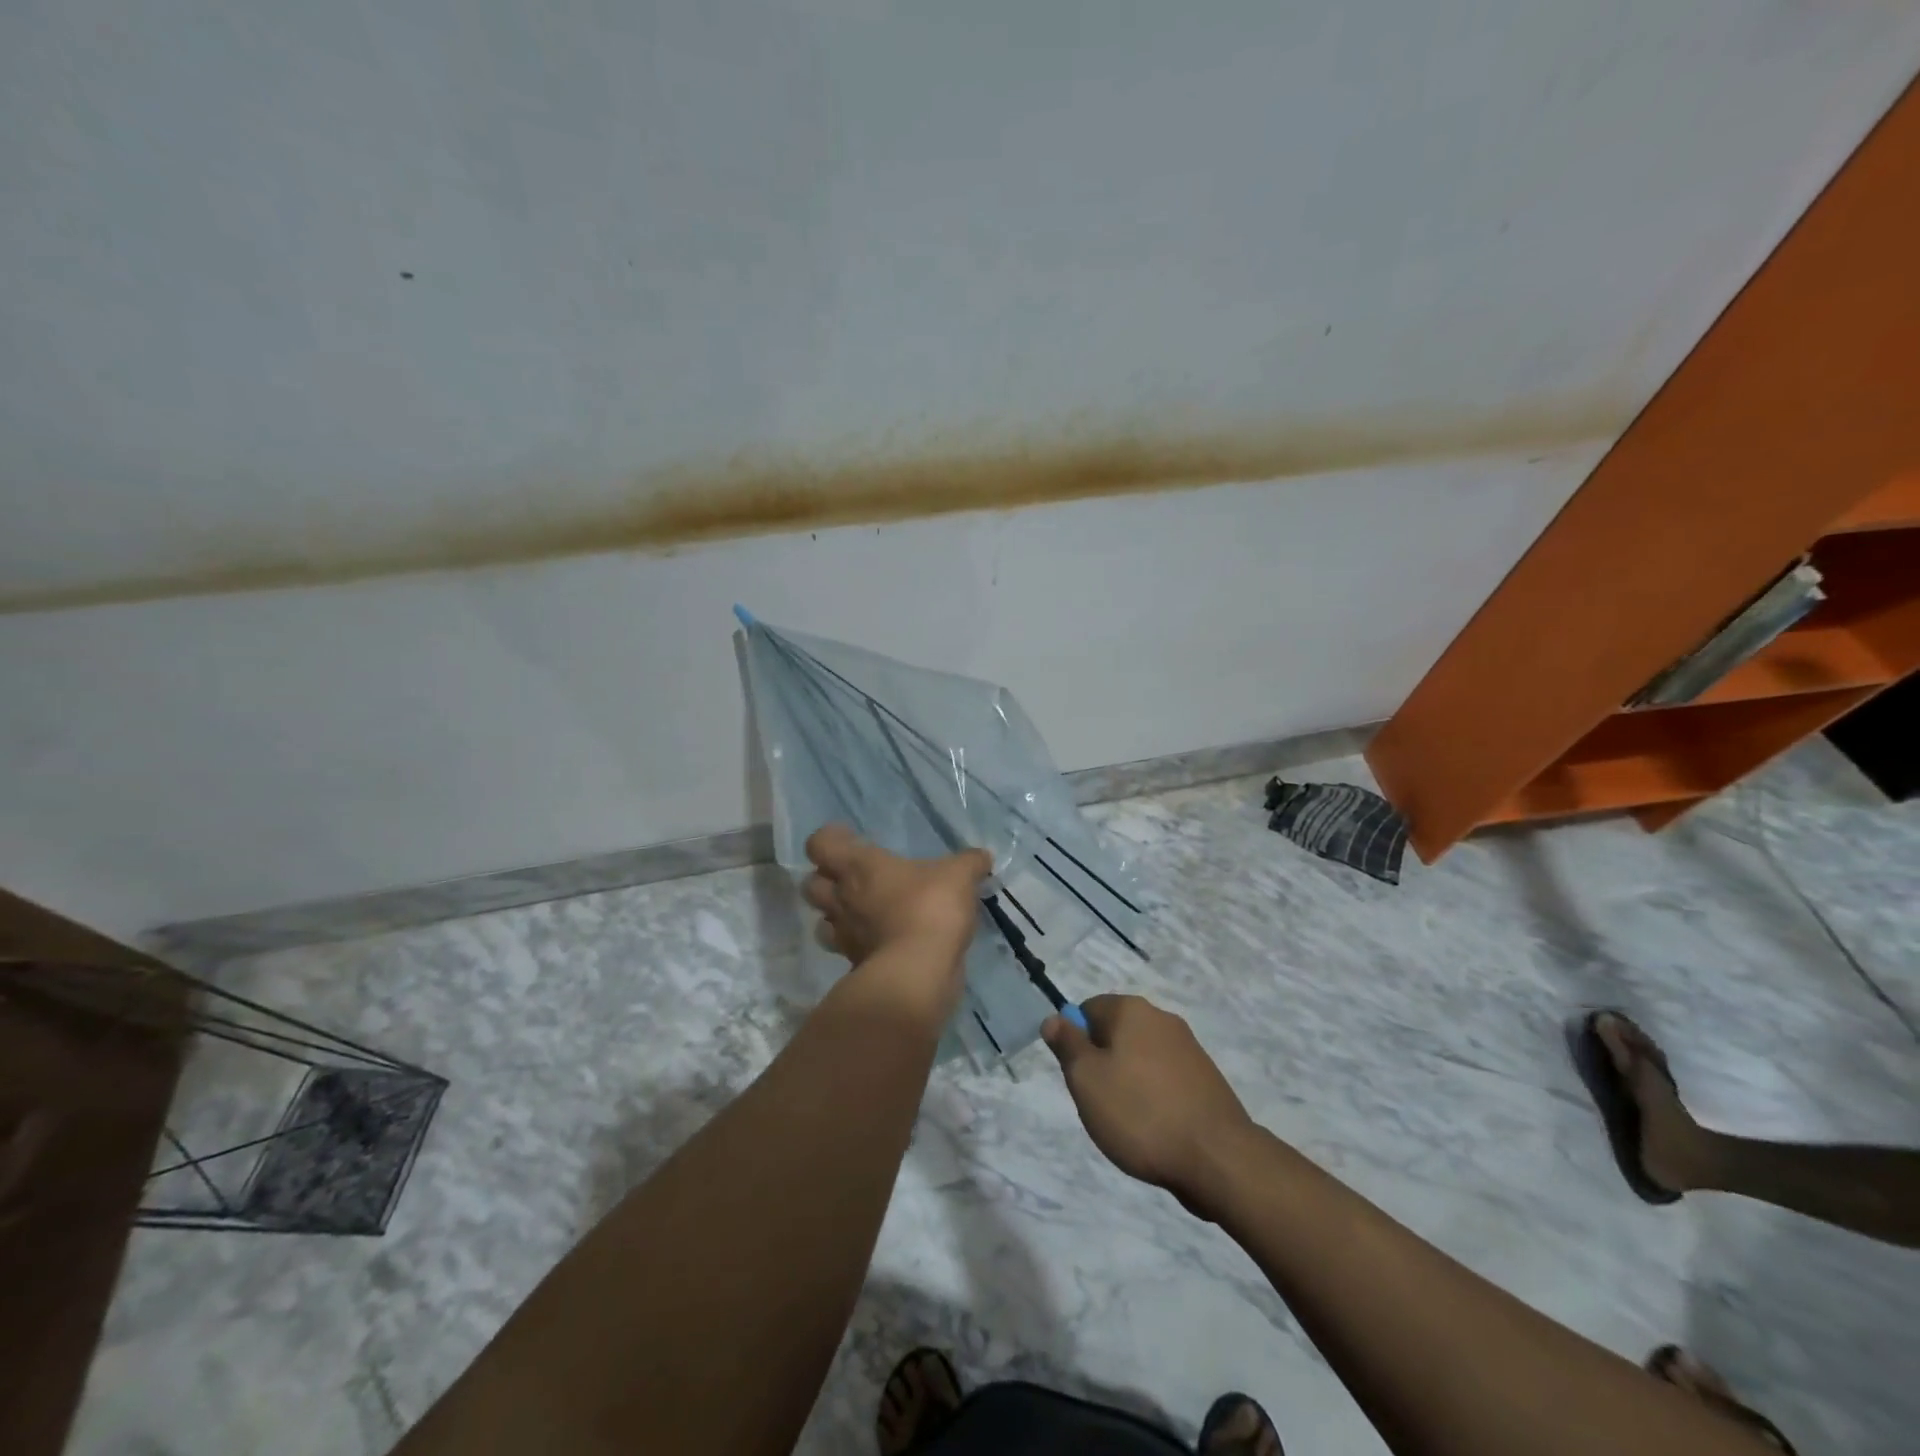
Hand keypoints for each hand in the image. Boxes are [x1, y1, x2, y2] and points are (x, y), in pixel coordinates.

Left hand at [802, 824, 991, 967]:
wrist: (917, 973)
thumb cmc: (930, 908)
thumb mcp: (959, 876)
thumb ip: (970, 863)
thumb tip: (983, 856)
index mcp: (858, 866)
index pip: (820, 844)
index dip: (830, 839)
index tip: (851, 838)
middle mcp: (842, 898)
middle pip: (811, 884)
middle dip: (826, 880)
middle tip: (853, 878)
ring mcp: (845, 935)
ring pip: (822, 920)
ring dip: (836, 915)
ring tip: (862, 913)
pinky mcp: (855, 965)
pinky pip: (848, 950)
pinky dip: (860, 945)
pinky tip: (883, 942)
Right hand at [1042, 994, 1255, 1216]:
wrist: (1218, 1158)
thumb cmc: (1140, 1113)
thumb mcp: (1086, 1079)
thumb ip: (1067, 1045)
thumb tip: (1054, 1018)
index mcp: (1131, 1010)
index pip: (1088, 1009)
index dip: (1076, 1041)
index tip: (1079, 1076)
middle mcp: (1162, 1018)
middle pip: (1116, 1033)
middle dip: (1103, 1064)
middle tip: (1099, 1102)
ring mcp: (1189, 1048)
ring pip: (1141, 1058)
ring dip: (1129, 1083)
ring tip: (1129, 1122)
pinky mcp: (1207, 1079)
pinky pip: (1166, 1080)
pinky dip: (1155, 1098)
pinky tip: (1156, 1130)